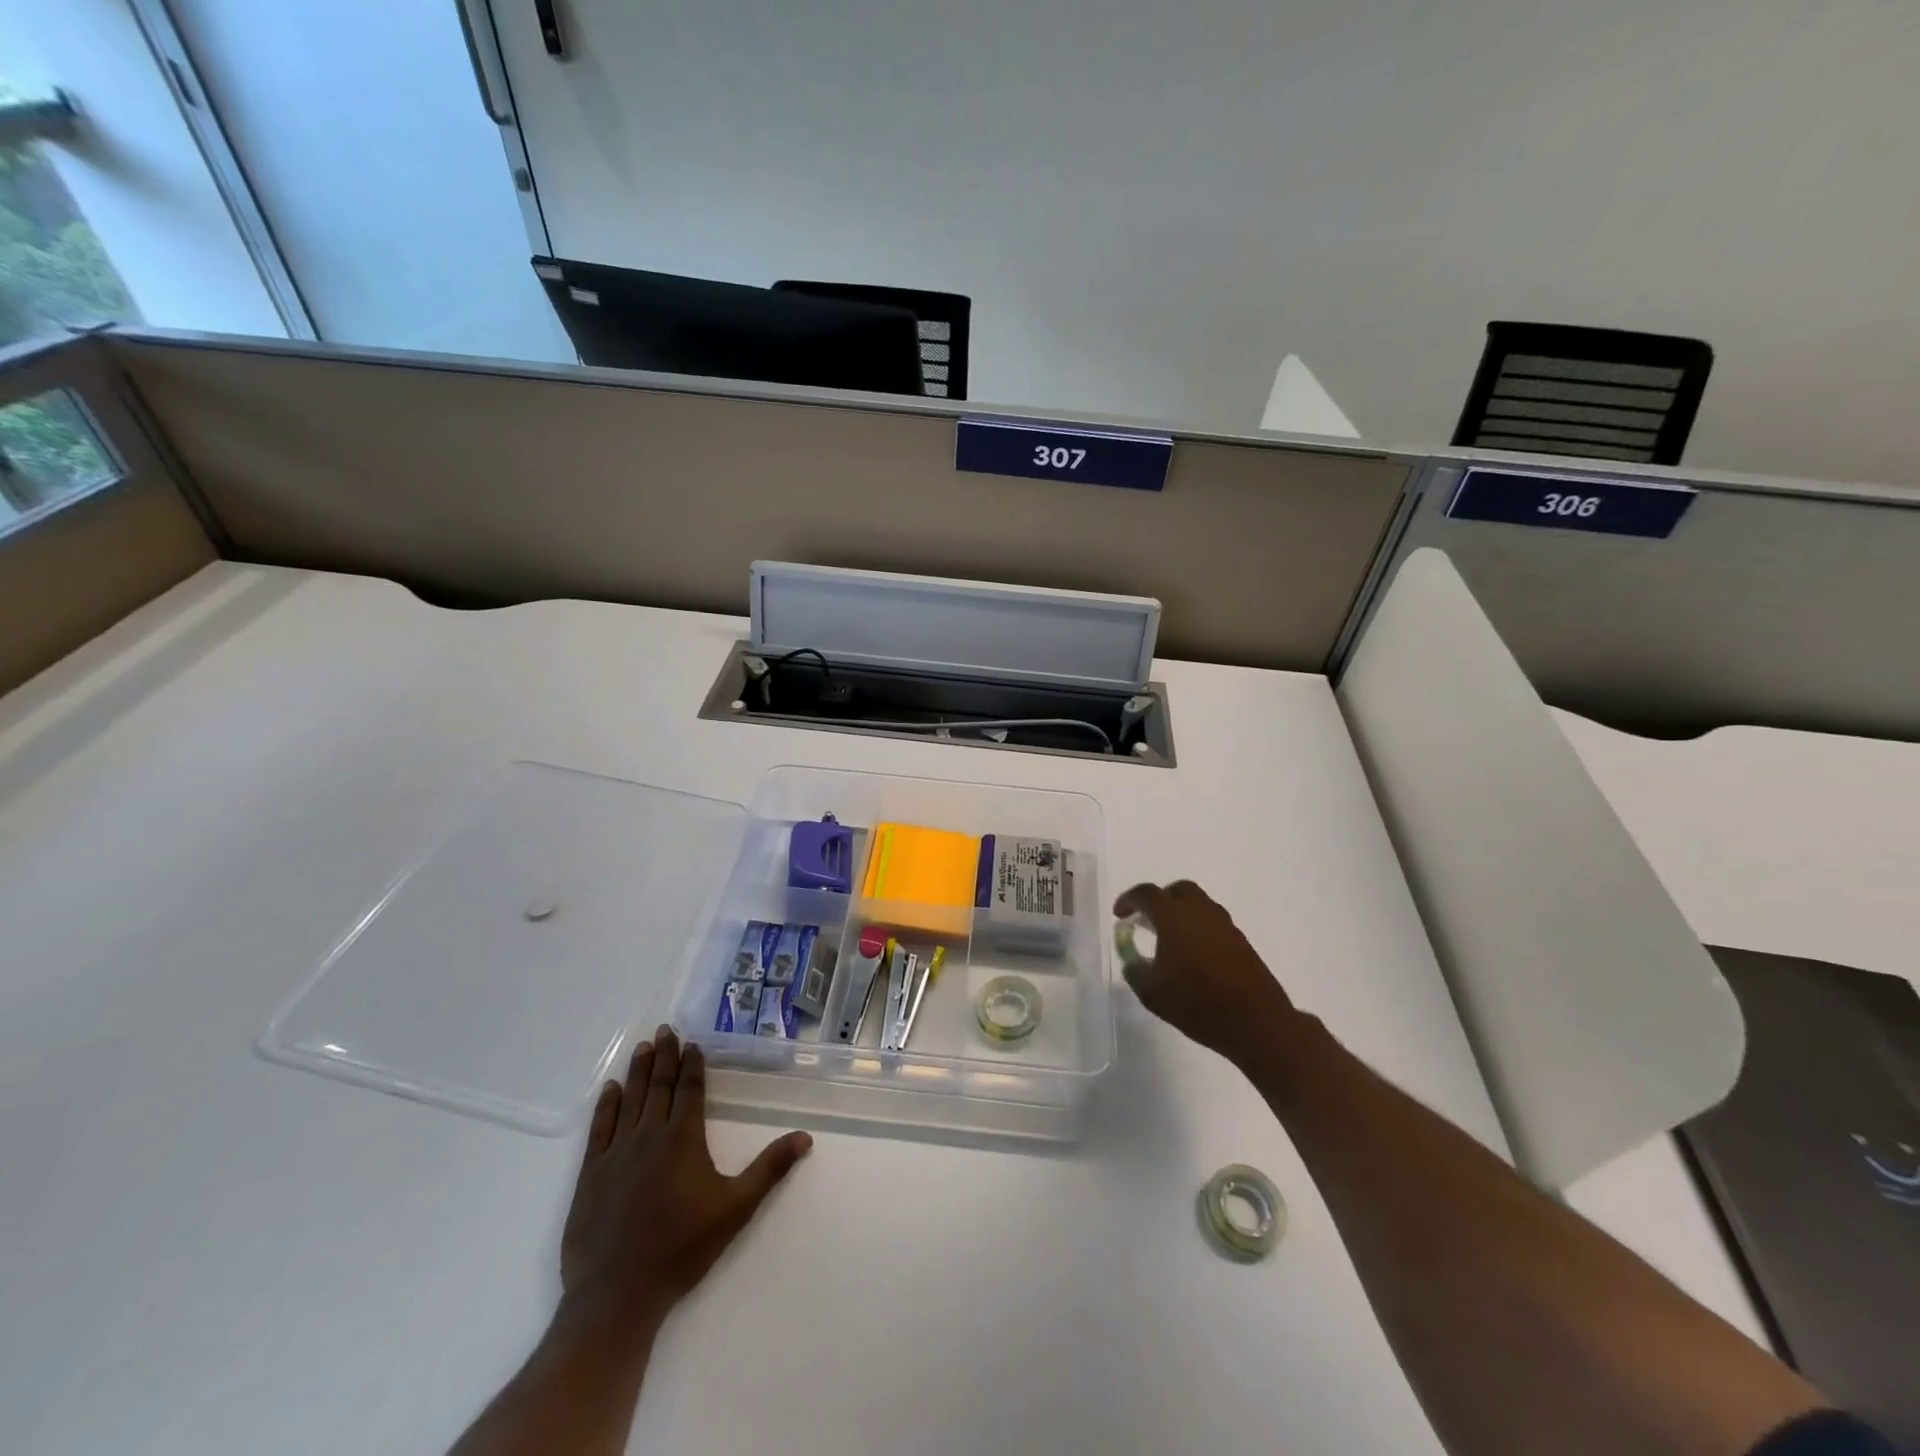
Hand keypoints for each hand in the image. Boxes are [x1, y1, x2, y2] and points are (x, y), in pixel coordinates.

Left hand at [560, 1025, 811, 1337]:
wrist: (616, 1295)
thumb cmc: (681, 1249)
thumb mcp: (735, 1209)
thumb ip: (769, 1170)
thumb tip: (805, 1137)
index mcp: (682, 1138)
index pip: (689, 1089)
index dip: (691, 1064)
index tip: (691, 1042)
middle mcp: (648, 1135)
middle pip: (659, 1086)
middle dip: (665, 1056)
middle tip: (665, 1029)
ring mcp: (615, 1153)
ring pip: (630, 1099)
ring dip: (638, 1071)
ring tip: (643, 1047)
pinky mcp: (589, 1175)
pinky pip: (599, 1128)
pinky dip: (606, 1105)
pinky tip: (611, 1088)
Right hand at [1113, 881, 1295, 1065]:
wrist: (1256, 1021)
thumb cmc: (1196, 1002)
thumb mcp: (1152, 992)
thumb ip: (1135, 971)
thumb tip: (1132, 961)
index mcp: (1173, 916)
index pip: (1146, 894)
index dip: (1128, 900)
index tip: (1119, 914)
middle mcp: (1200, 911)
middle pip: (1178, 890)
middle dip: (1160, 899)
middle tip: (1148, 920)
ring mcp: (1224, 924)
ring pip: (1199, 904)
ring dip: (1182, 913)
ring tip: (1171, 939)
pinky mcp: (1241, 941)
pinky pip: (1213, 923)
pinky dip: (1199, 929)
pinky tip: (1194, 955)